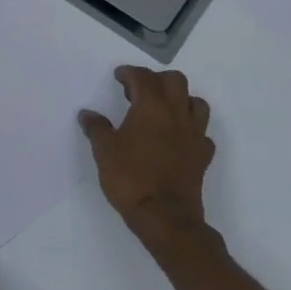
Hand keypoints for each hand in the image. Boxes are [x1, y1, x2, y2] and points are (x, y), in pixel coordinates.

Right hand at [78, 65, 214, 242]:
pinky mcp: (203, 156)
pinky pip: (201, 133)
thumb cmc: (130, 177)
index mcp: (151, 107)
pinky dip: (190, 129)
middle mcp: (177, 114)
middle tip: (138, 91)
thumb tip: (87, 114)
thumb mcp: (104, 151)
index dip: (130, 73)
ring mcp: (194, 135)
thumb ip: (96, 128)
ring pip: (196, 103)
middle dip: (156, 79)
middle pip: (175, 81)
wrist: (164, 216)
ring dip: (179, 99)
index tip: (118, 76)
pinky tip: (177, 139)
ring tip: (162, 111)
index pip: (144, 77)